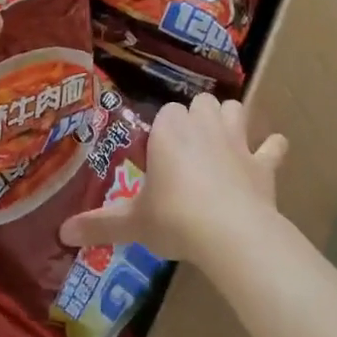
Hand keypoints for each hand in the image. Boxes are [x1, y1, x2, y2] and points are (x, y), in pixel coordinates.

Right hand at [59, 93, 286, 262]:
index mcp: (168, 131)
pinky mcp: (263, 163)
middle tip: (188, 147)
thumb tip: (62, 233)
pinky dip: (272, 149)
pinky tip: (270, 153)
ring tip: (223, 139)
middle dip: (196, 117)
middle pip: (201, 103)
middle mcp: (202, 126)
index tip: (157, 155)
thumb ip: (99, 224)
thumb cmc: (174, 218)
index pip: (164, 113)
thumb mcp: (132, 223)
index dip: (162, 131)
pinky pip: (273, 146)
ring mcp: (237, 141)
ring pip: (235, 110)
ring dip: (231, 120)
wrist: (230, 233)